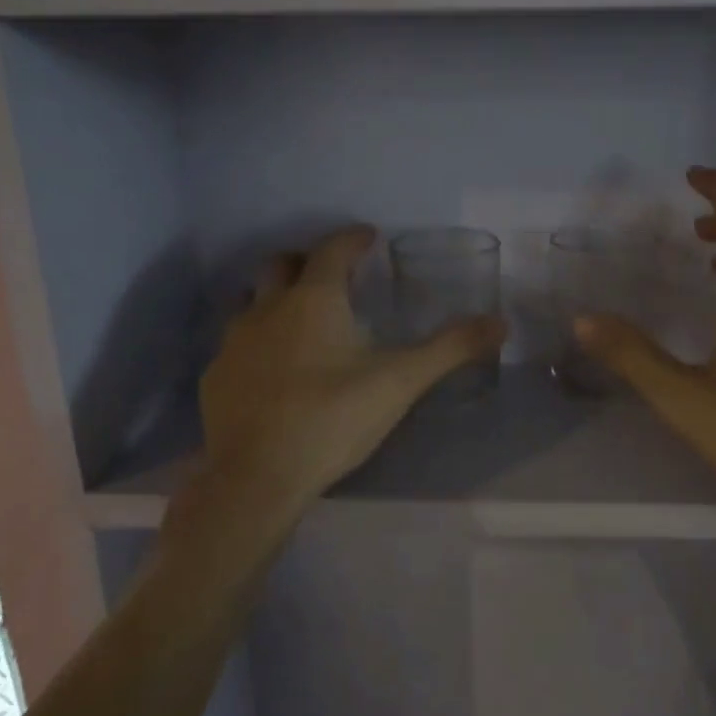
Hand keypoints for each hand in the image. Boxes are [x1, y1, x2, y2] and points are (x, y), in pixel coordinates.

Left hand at [199, 227, 505, 511]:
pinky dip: (257, 344)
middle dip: (308, 261)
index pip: (333, 249)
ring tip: (301, 321)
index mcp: (314, 300)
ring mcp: (234, 343)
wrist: (257, 478)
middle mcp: (267, 309)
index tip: (368, 237)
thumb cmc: (332, 419)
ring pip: (252, 302)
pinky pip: (236, 345)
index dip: (353, 238)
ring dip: (276, 299)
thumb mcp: (400, 382)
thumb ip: (450, 349)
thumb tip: (500, 323)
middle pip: (282, 264)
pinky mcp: (215, 377)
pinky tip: (272, 371)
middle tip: (334, 276)